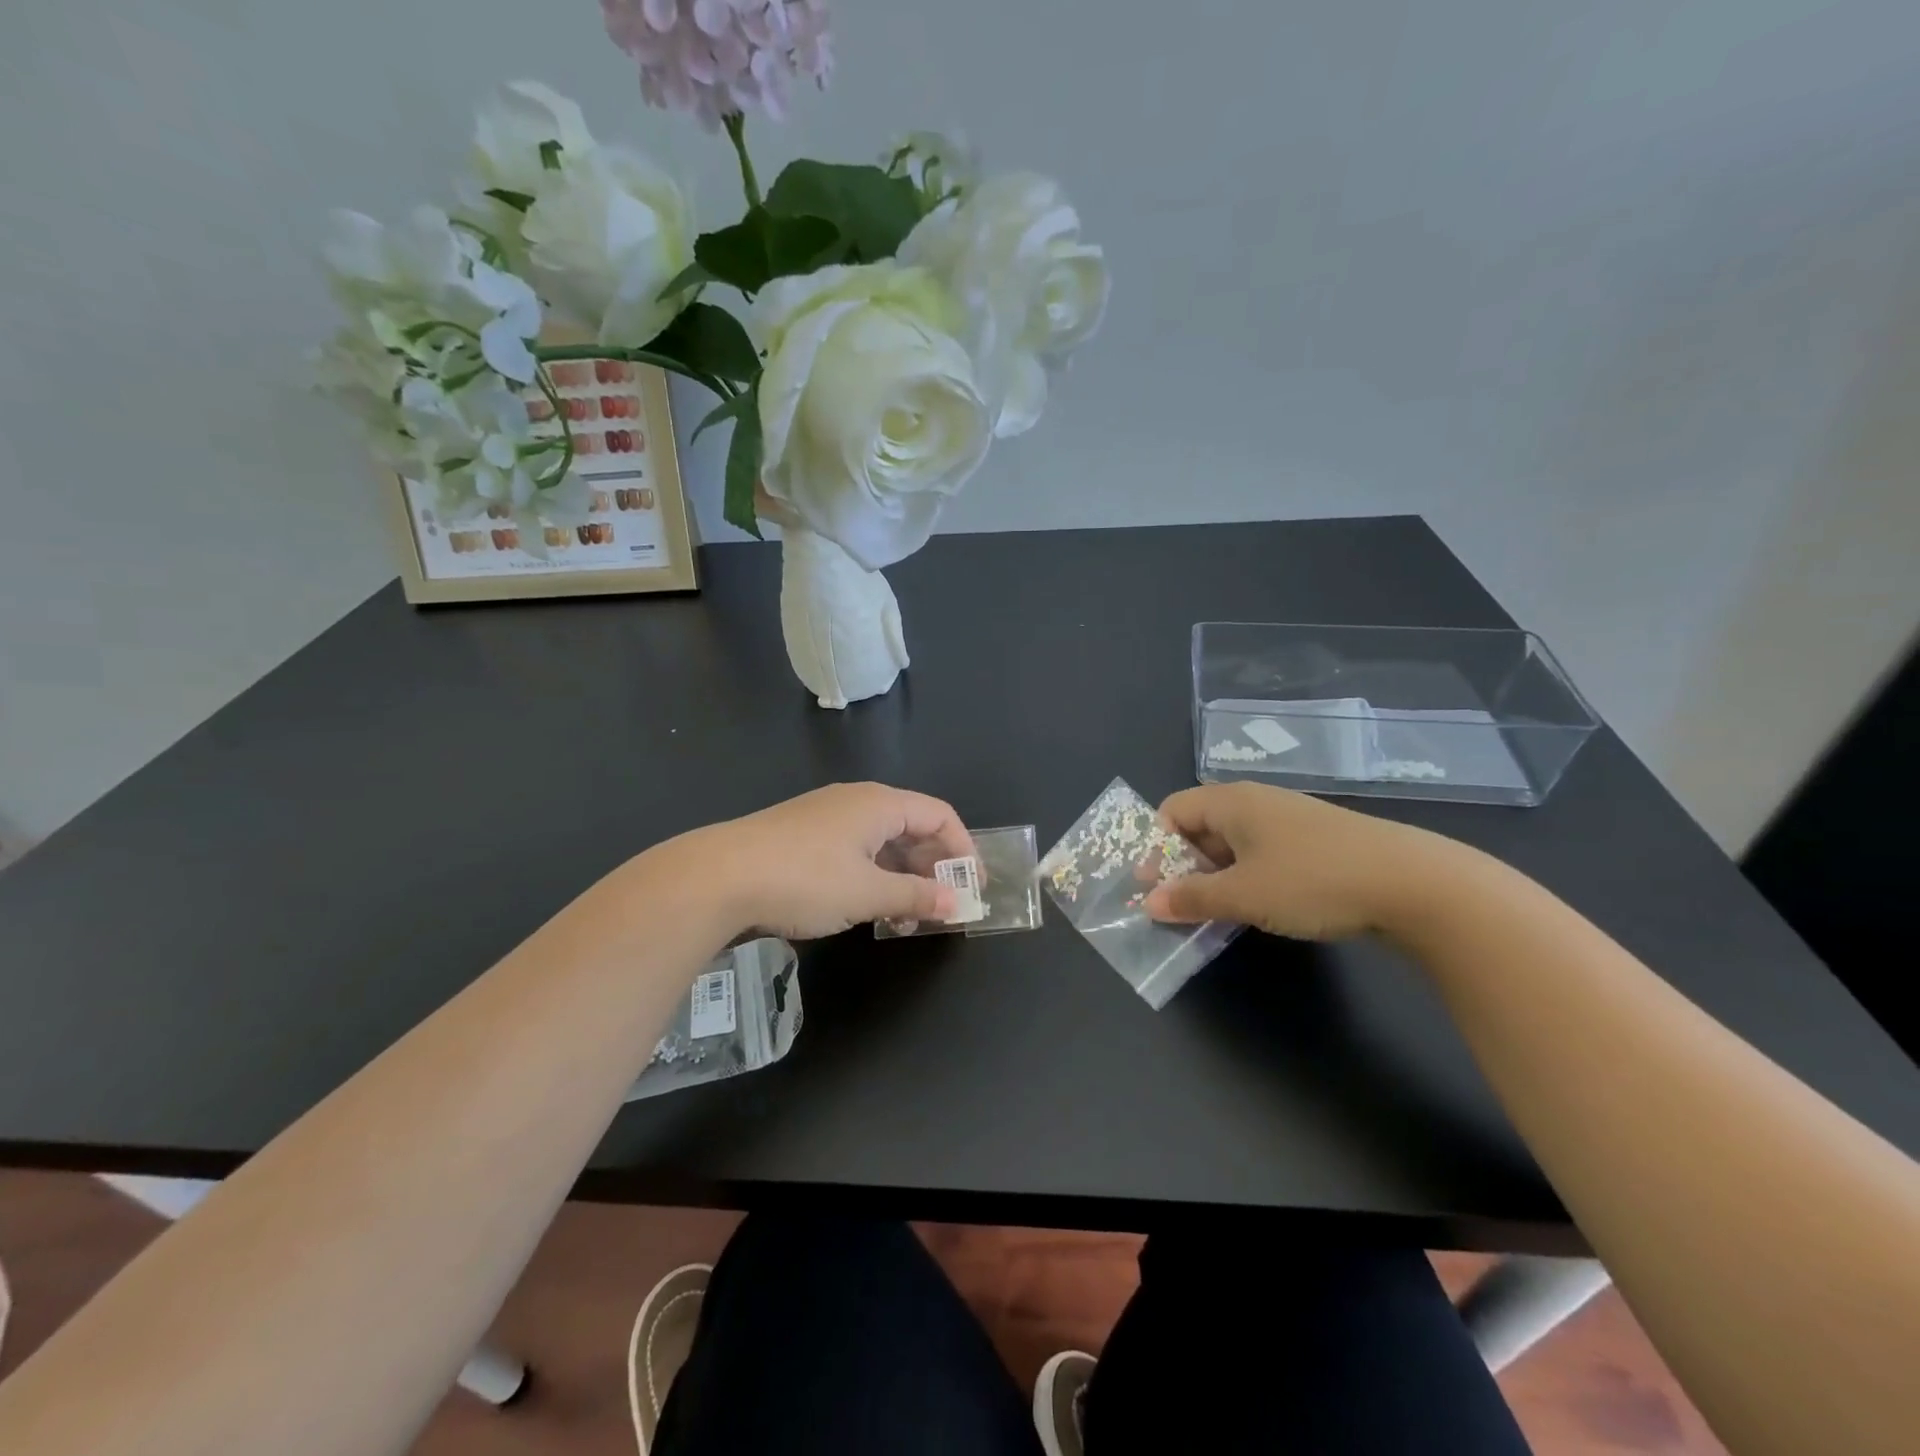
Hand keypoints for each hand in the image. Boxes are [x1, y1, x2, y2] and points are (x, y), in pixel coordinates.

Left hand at [689, 783, 975, 940]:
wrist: (717, 878)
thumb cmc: (805, 879)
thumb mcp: (868, 894)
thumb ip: (917, 897)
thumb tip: (958, 904)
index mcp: (880, 804)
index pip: (940, 815)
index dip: (963, 849)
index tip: (974, 888)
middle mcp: (856, 801)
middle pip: (913, 826)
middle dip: (934, 866)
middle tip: (944, 906)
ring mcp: (826, 817)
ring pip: (882, 842)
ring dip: (903, 876)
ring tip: (909, 916)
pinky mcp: (803, 837)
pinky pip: (856, 851)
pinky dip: (874, 877)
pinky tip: (870, 908)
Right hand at [1143, 782, 1457, 940]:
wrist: (1412, 884)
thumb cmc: (1311, 880)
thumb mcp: (1243, 895)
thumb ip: (1191, 898)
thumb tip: (1149, 902)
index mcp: (1231, 801)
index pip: (1173, 810)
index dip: (1155, 846)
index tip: (1153, 886)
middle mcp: (1256, 801)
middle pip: (1201, 825)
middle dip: (1183, 864)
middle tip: (1179, 904)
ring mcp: (1290, 819)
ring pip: (1234, 842)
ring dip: (1216, 875)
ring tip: (1215, 911)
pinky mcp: (1317, 841)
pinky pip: (1264, 853)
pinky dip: (1248, 876)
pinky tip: (1259, 907)